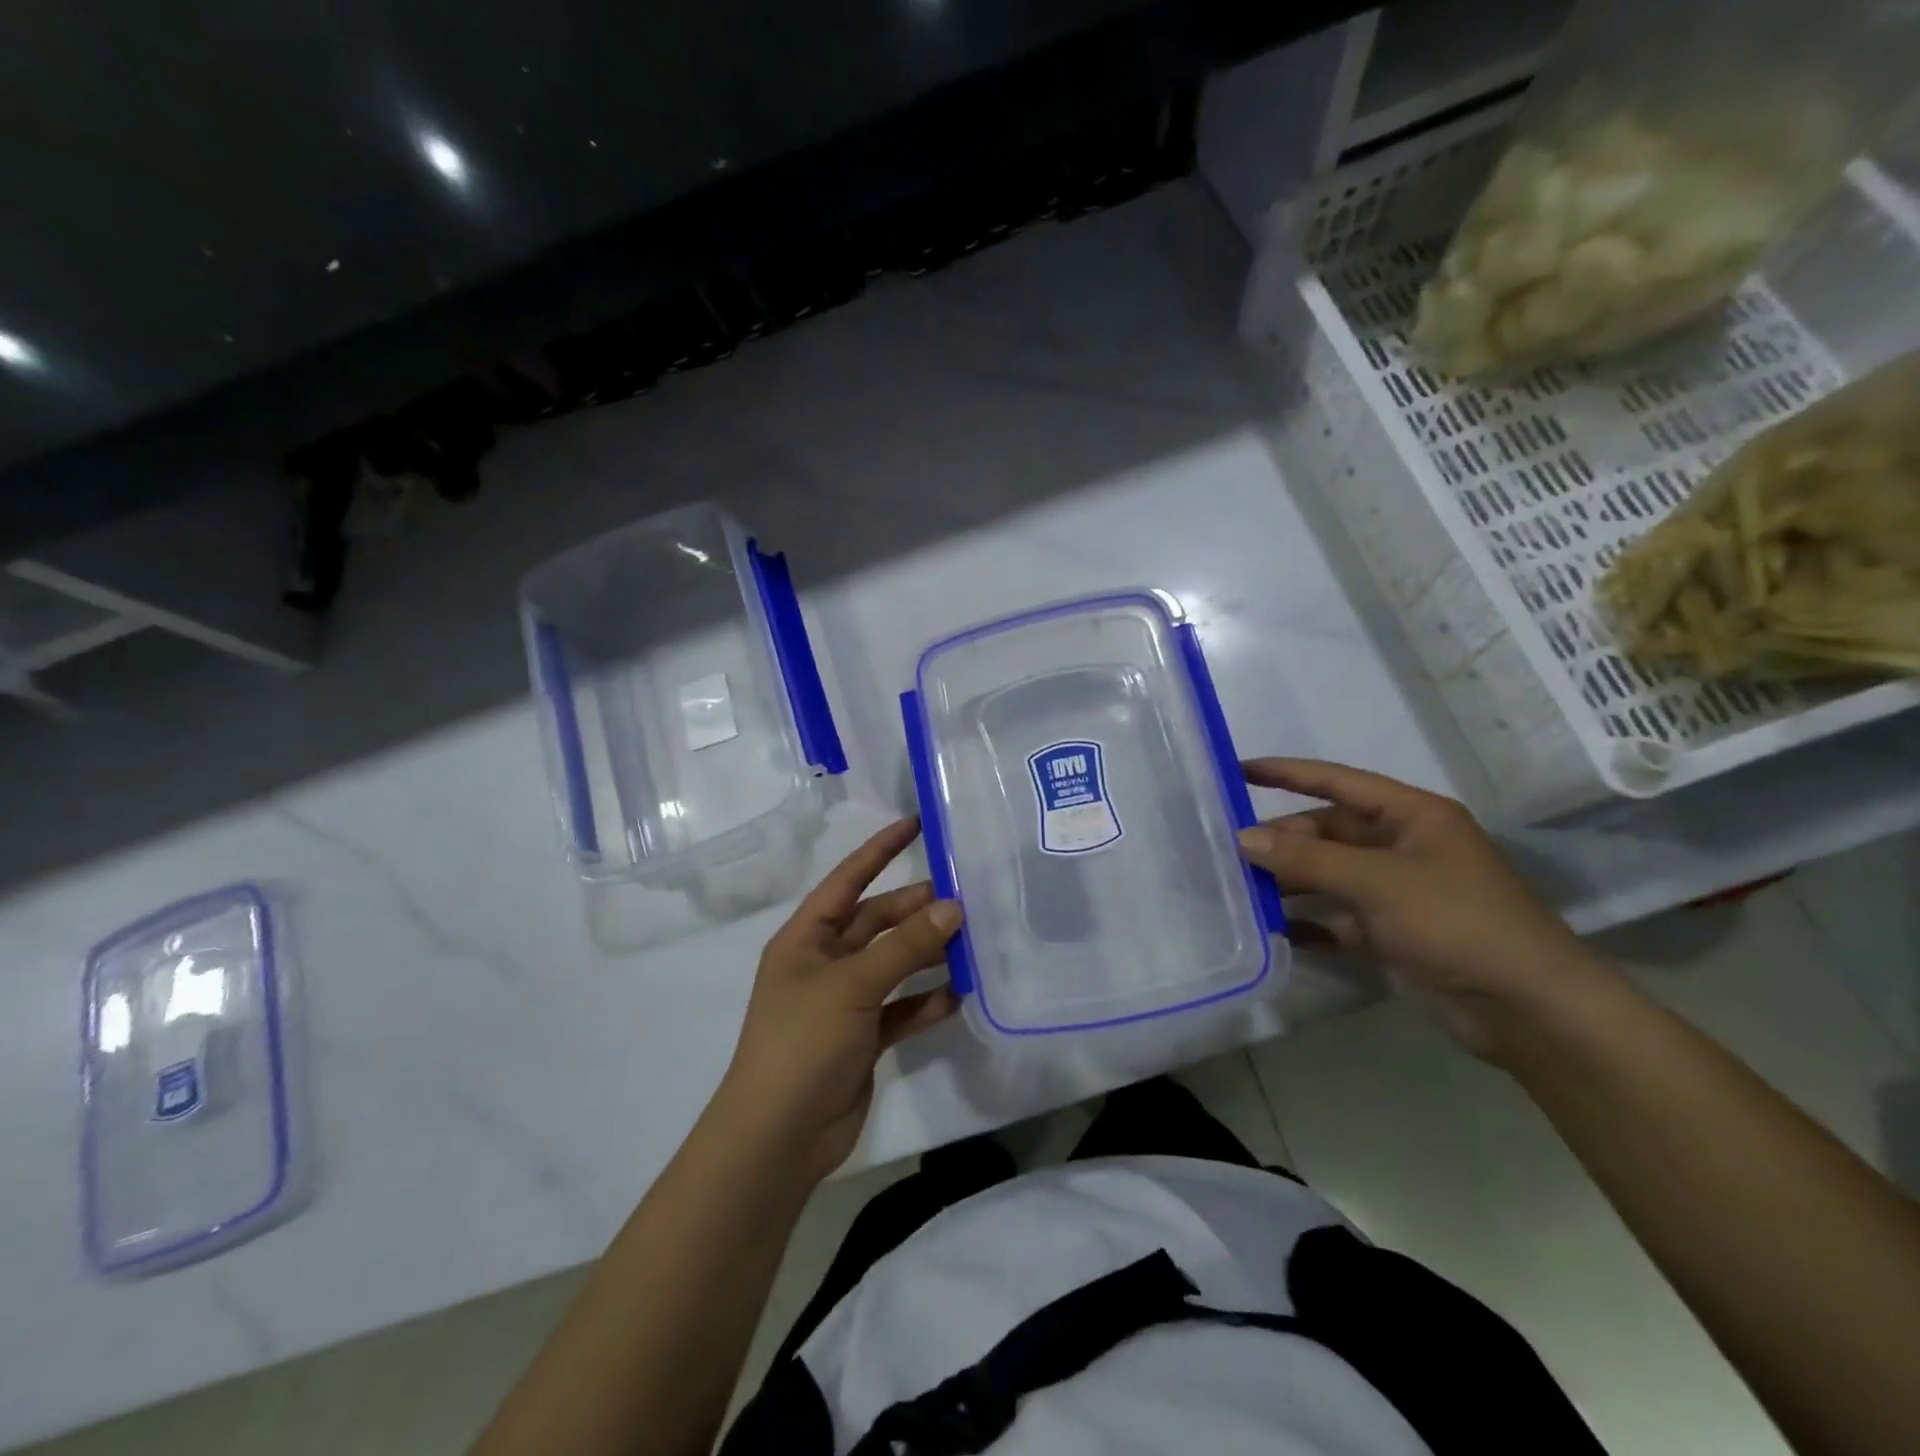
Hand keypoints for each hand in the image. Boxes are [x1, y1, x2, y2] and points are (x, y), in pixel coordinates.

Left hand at [718, 818, 961, 1180]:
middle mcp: (824, 963)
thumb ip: (904, 946)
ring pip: (894, 965)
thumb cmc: (803, 1043)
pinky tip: (960, 995)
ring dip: (928, 955)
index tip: (917, 824)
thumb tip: (953, 907)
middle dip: (917, 910)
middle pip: (877, 923)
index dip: (880, 850)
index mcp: (806, 938)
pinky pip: (901, 1009)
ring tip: (973, 942)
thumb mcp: (853, 985)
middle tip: (966, 898)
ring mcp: (845, 1002)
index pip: (848, 880)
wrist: (779, 1138)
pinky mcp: (863, 1038)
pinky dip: (926, 1002)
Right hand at [1236, 758, 1609, 1059]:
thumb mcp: (1378, 882)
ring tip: (1241, 890)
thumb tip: (1243, 838)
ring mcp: (1398, 891)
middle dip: (1282, 841)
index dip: (1287, 774)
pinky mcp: (1393, 933)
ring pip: (1329, 875)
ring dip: (1290, 882)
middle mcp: (1402, 846)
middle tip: (1230, 853)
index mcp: (1412, 816)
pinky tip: (1279, 931)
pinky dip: (1310, 923)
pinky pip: (1338, 917)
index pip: (1338, 782)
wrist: (1528, 1010)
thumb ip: (1307, 859)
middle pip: (1328, 832)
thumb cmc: (1458, 923)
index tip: (1238, 771)